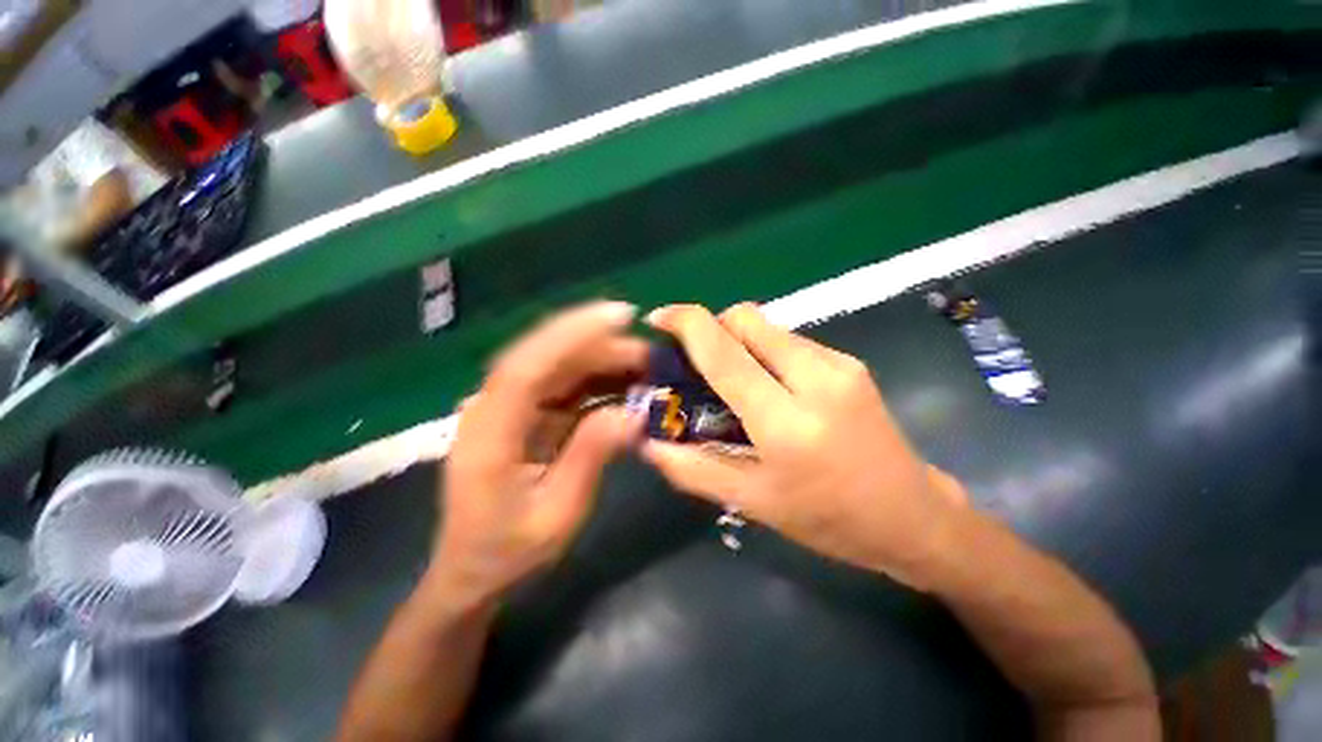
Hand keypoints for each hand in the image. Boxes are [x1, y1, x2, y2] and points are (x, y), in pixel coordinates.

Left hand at [435, 302, 645, 602]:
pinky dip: (596, 379)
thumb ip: (591, 457)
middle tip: (650, 354)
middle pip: (546, 356)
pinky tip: (625, 384)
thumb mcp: (557, 515)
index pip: (527, 365)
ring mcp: (508, 407)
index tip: (621, 316)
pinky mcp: (524, 412)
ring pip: (557, 365)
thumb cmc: (508, 550)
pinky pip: (563, 384)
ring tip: (645, 367)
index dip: (573, 334)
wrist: (472, 569)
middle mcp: (493, 407)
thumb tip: (635, 414)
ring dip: (602, 359)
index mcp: (490, 433)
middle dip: (600, 345)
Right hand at [642, 303, 965, 587]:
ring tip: (732, 379)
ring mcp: (838, 363)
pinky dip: (763, 350)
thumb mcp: (753, 501)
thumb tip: (648, 443)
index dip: (685, 323)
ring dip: (737, 340)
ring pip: (767, 326)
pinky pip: (789, 339)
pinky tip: (768, 385)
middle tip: (696, 360)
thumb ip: (693, 469)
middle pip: (745, 318)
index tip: (659, 319)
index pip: (724, 350)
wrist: (913, 515)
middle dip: (711, 327)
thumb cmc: (828, 518)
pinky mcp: (849, 361)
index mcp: (786, 420)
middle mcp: (814, 377)